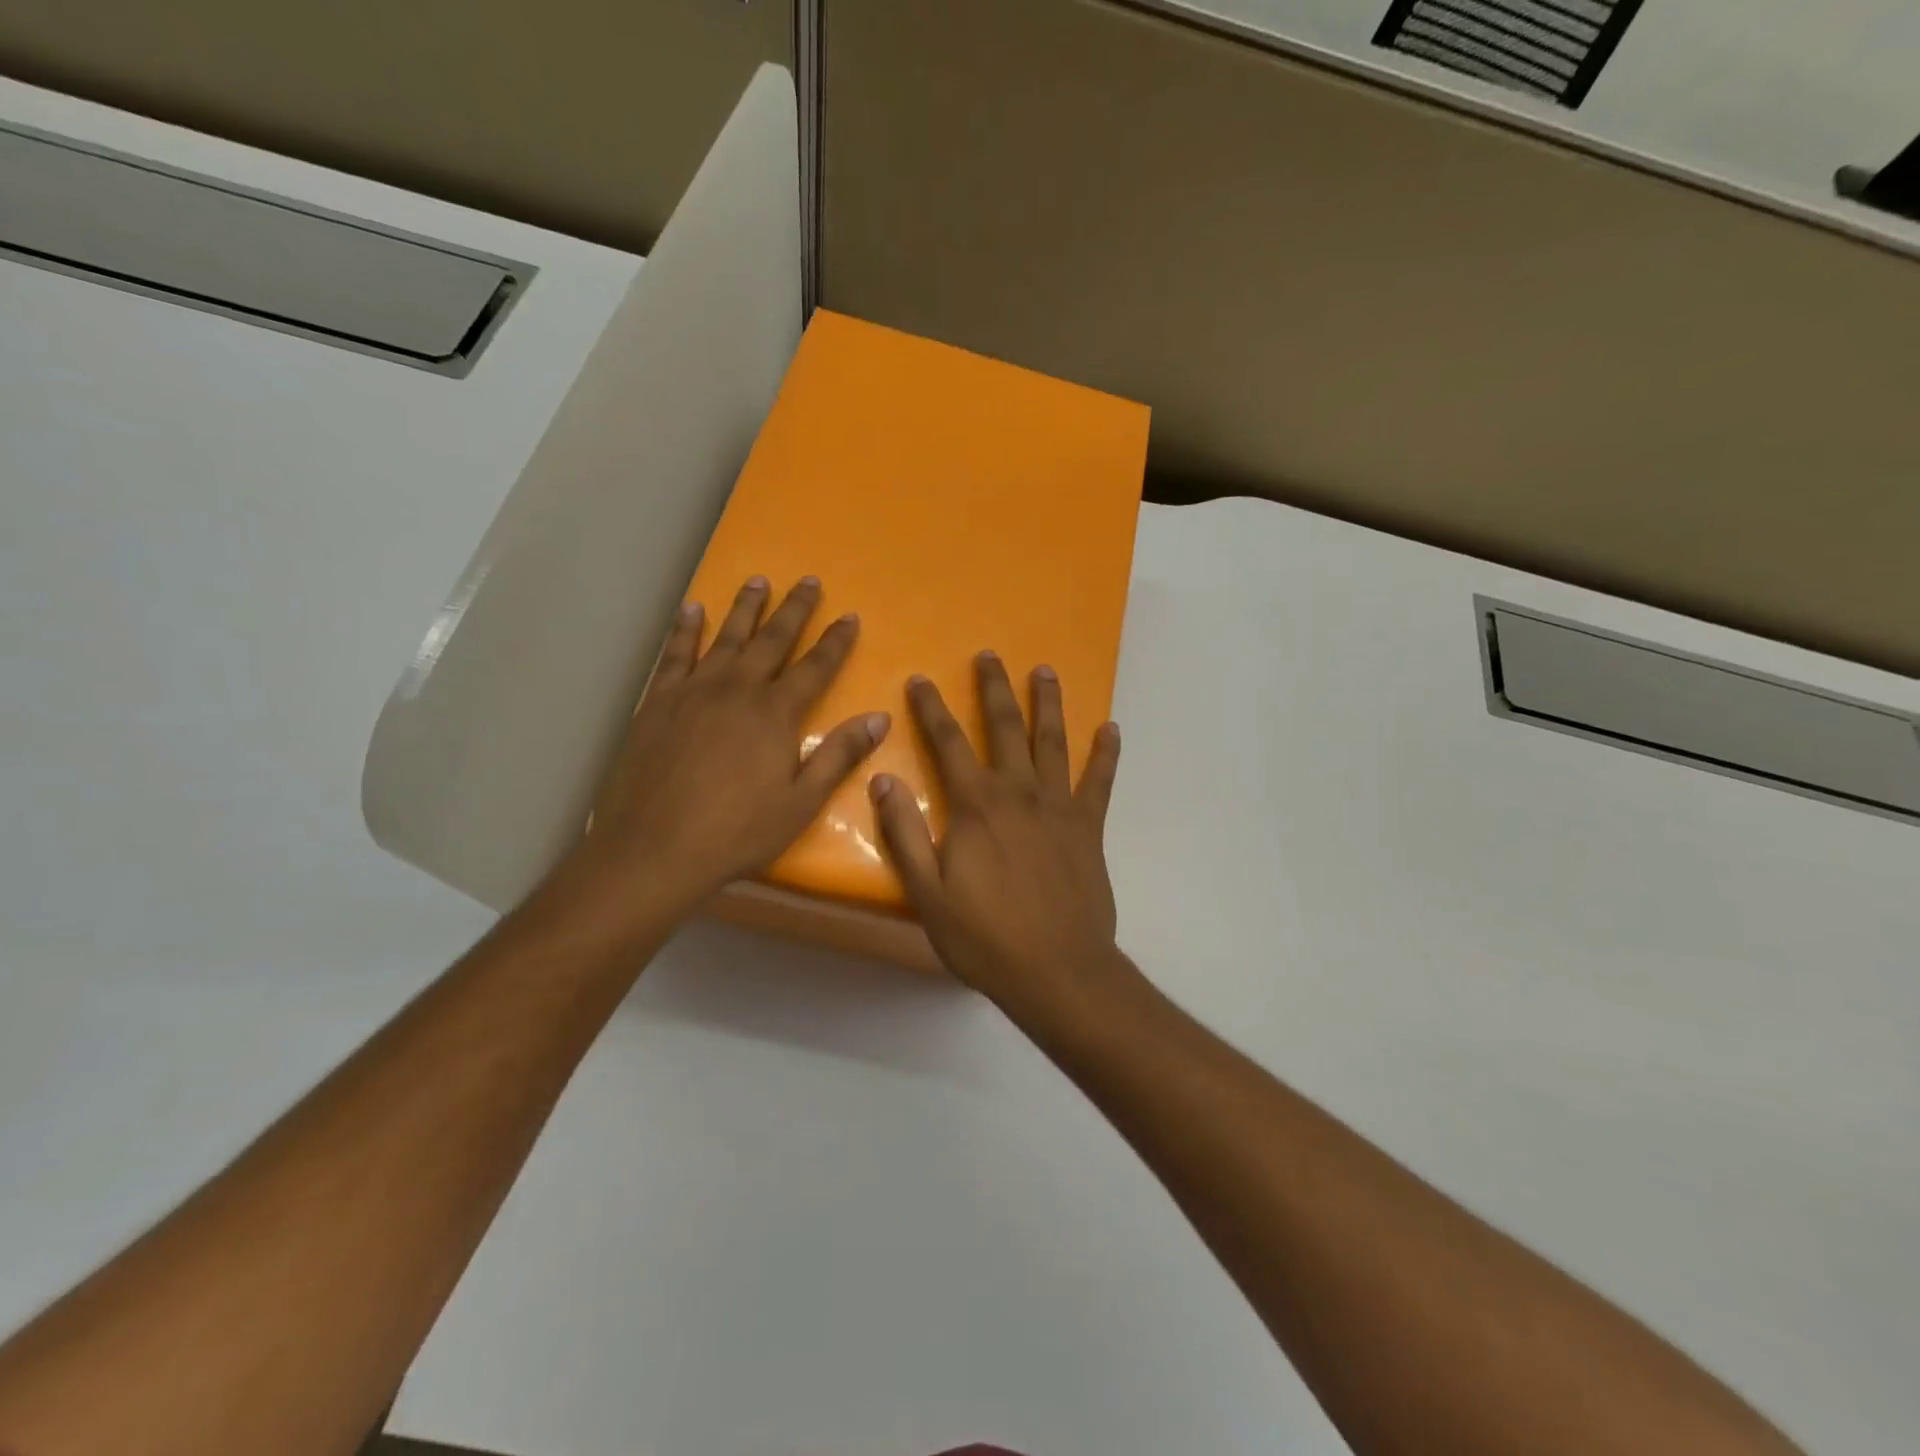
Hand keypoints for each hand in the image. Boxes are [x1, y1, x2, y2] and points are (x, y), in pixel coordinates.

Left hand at [547, 576, 889, 933]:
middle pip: (772, 640)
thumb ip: (839, 755)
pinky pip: (675, 654)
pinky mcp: (658, 702)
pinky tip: (693, 610)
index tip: (849, 615)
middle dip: (794, 609)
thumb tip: (879, 718)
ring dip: (745, 607)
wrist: (653, 848)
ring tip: (758, 580)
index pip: (815, 667)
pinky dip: (686, 630)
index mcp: (775, 713)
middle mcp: (737, 689)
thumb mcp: (801, 802)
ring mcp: (694, 691)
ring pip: (726, 637)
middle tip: (808, 580)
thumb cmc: (737, 831)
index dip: (835, 641)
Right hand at [870, 652, 1128, 1014]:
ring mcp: (1059, 807)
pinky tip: (1110, 729)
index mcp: (976, 806)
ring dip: (1049, 704)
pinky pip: (1100, 782)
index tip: (922, 679)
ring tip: (1045, 671)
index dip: (932, 709)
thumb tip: (882, 780)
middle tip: (989, 655)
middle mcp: (1019, 793)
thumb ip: (904, 833)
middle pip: (1006, 728)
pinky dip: (1105, 754)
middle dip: (995, 688)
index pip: (948, 743)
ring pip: (1054, 742)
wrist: (1057, 970)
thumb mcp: (928, 893)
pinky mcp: (1089, 828)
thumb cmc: (985, 937)